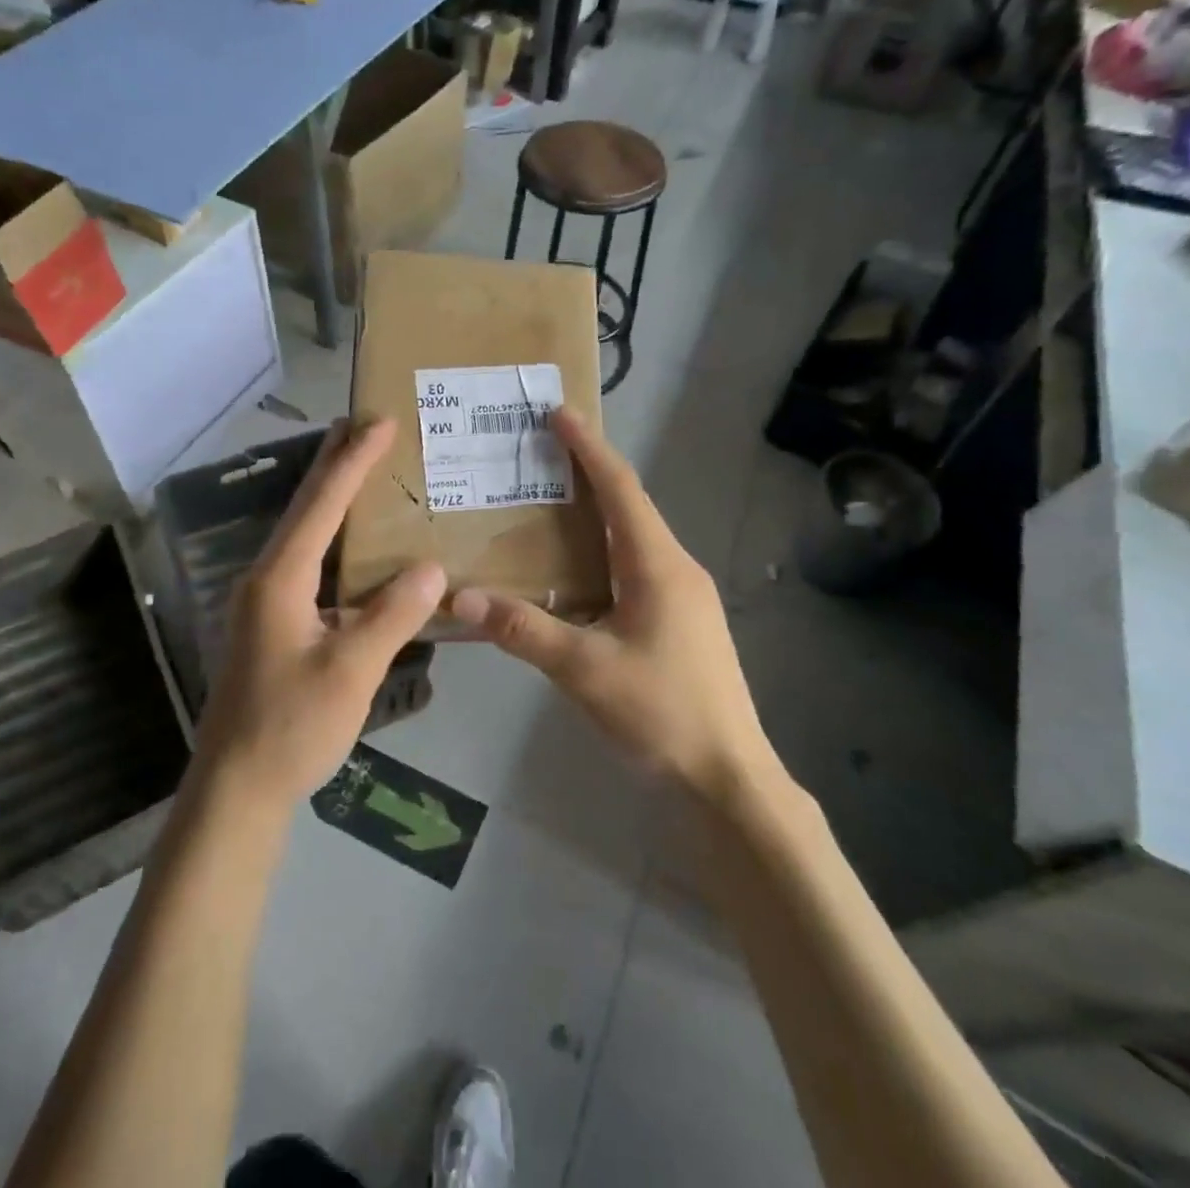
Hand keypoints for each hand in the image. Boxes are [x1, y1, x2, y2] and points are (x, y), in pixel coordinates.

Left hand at [192, 420, 445, 812]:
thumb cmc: (291, 726)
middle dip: (334, 464)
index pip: (322, 505)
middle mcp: (267, 578)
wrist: (236, 788)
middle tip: (363, 426)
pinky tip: (356, 548)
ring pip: (304, 536)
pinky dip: (333, 541)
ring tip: (362, 470)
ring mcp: (265, 602)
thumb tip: (433, 568)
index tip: (379, 422)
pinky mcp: (272, 624)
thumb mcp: (351, 671)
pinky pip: (308, 565)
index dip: (353, 461)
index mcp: (281, 578)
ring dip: (332, 500)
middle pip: (304, 508)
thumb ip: (393, 615)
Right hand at [450, 410, 782, 807]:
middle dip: (588, 474)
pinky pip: (636, 569)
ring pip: (633, 540)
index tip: (559, 413)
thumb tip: (462, 597)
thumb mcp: (585, 670)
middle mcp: (677, 568)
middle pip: (629, 506)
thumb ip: (524, 630)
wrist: (728, 777)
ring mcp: (684, 596)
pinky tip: (575, 575)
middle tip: (540, 455)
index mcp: (658, 565)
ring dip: (596, 516)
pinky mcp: (682, 622)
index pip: (620, 489)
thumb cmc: (662, 713)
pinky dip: (603, 554)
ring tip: (548, 506)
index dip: (589, 448)